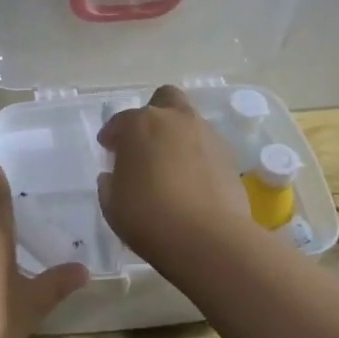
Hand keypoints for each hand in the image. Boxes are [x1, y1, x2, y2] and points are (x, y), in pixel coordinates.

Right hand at [96, 85, 251, 263]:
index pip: (121, 121)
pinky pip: (207, 148)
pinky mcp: (230, 157)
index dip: (112, 134)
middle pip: (165, 99)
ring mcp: (207, 136)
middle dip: (154, 114)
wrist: (207, 238)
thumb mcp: (112, 204)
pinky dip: (197, 157)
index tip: (108, 149)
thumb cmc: (148, 216)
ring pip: (190, 122)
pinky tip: (191, 182)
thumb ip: (110, 183)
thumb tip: (114, 176)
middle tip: (145, 141)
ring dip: (178, 136)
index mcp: (140, 125)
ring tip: (169, 166)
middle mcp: (175, 120)